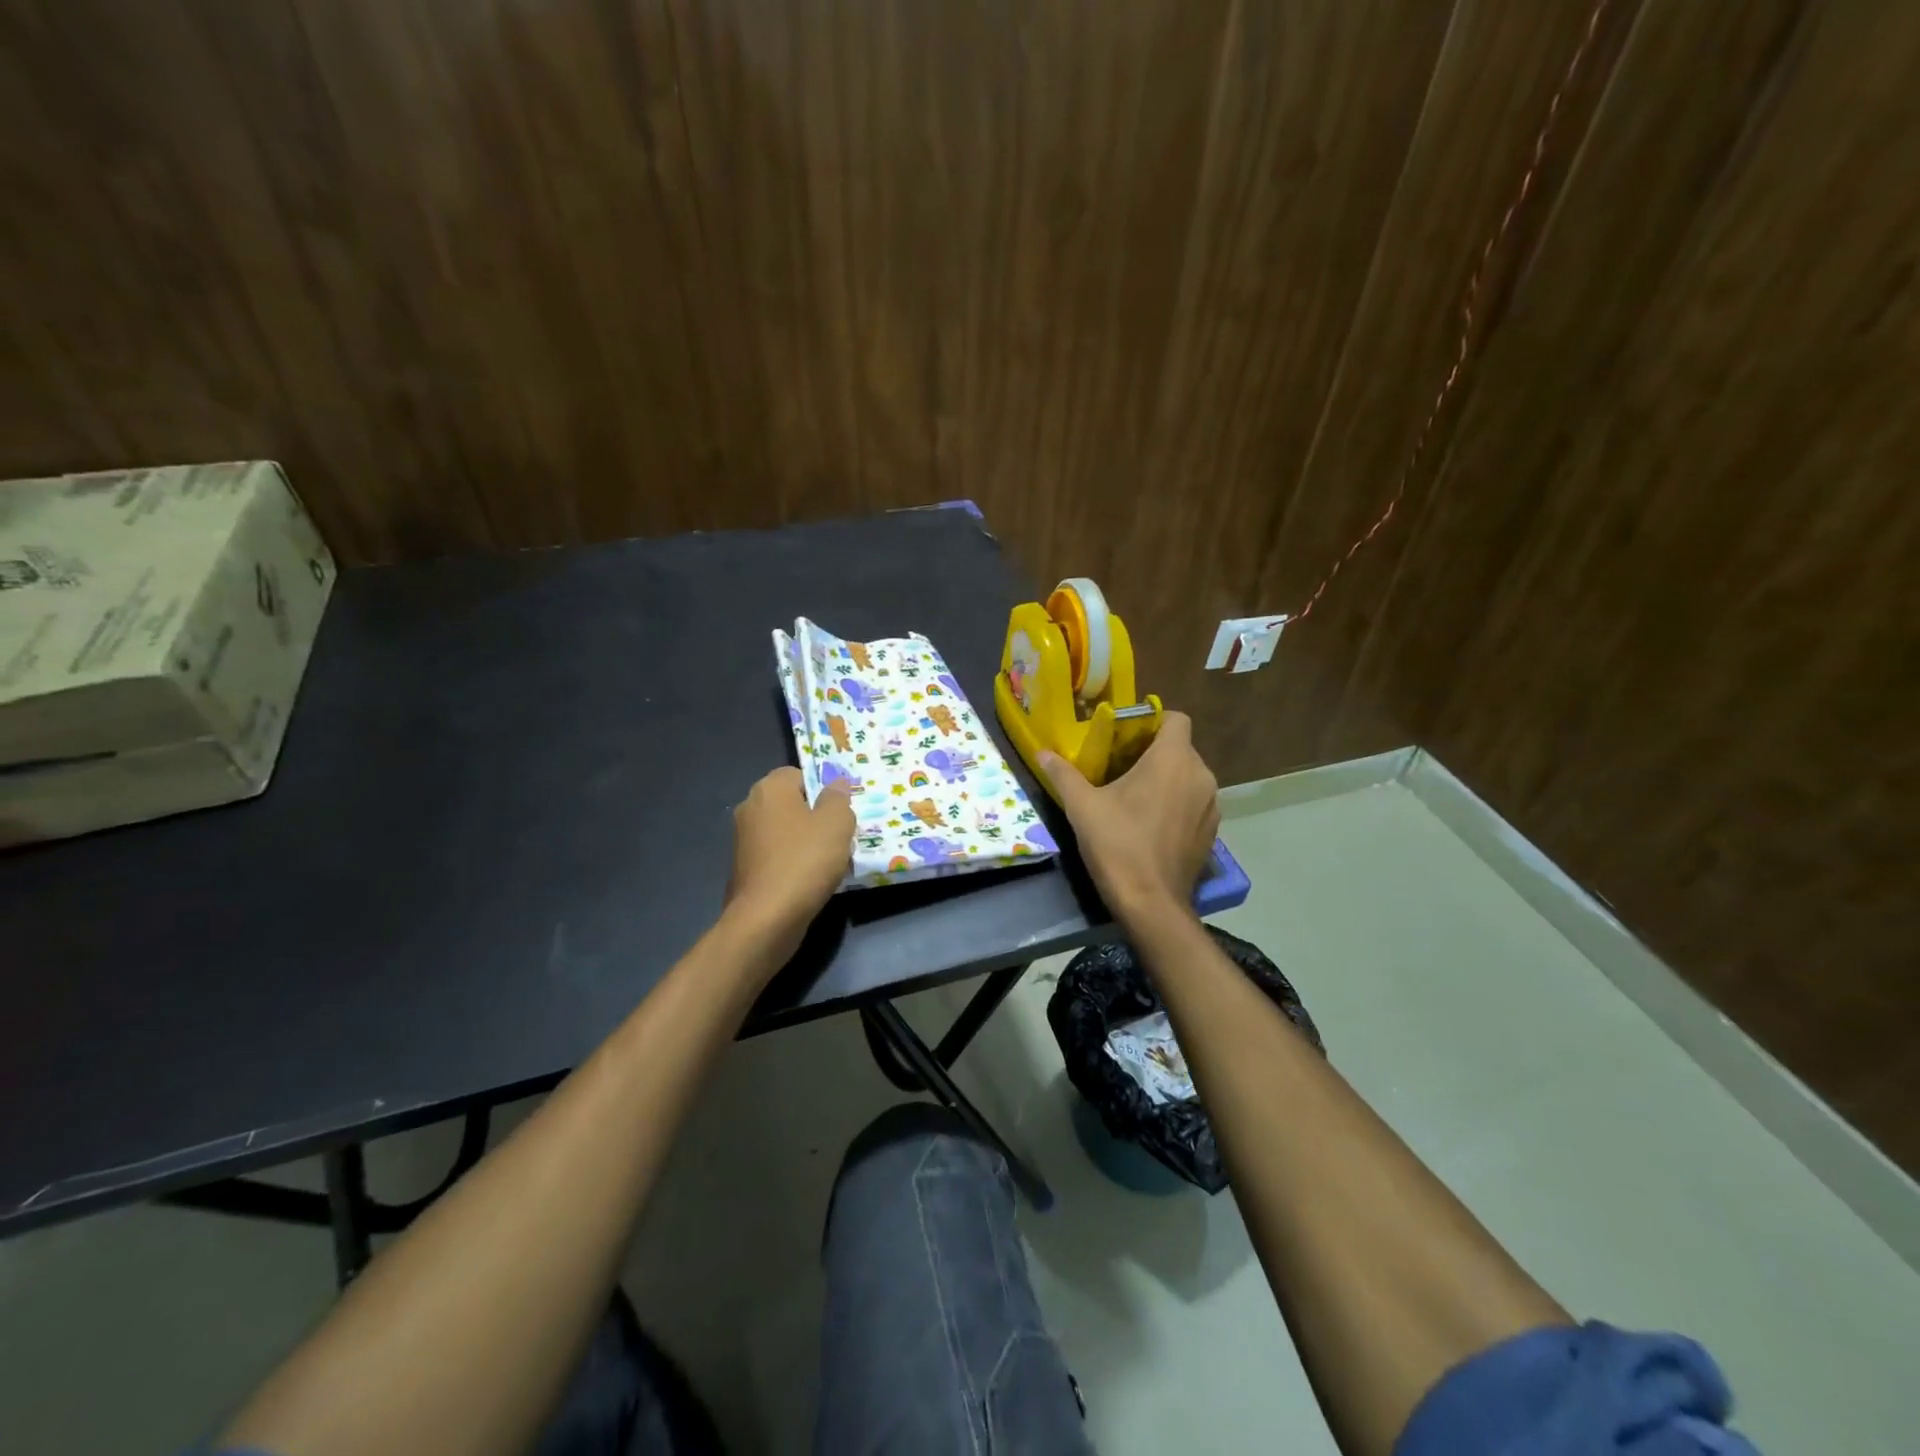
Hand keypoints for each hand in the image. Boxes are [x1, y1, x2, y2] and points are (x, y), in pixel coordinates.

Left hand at [725, 766, 854, 958]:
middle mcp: (750, 808)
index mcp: (769, 789)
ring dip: (806, 842)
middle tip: (841, 835)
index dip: (822, 789)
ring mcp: (743, 840)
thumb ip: (838, 798)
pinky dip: (793, 863)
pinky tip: (810, 880)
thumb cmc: (805, 861)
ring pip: (785, 831)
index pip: (798, 774)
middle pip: (791, 803)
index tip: (841, 810)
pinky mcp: (744, 869)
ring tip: (830, 861)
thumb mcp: (836, 823)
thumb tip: (836, 783)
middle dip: (816, 816)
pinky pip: (776, 856)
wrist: (766, 919)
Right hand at [1041, 712, 1218, 921]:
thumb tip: (1042, 752)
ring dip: (1167, 779)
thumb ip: (1063, 774)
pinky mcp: (1212, 831)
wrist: (1151, 903)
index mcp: (1173, 760)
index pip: (1176, 719)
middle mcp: (1200, 775)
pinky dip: (1177, 803)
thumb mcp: (1082, 807)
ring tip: (1135, 796)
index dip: (1153, 721)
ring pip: (1189, 776)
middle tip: (1120, 767)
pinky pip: (1195, 802)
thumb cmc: (1117, 845)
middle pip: (1180, 748)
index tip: (1126, 736)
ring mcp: (1211, 805)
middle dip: (1153, 752)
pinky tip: (1151, 823)